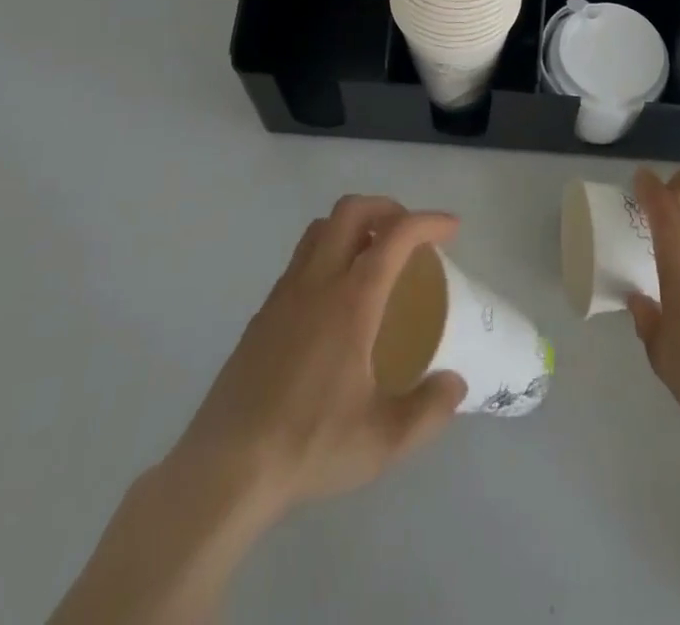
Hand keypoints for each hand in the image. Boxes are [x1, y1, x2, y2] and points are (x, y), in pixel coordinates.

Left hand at [50, 197, 464, 624]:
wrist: (224, 472)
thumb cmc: (308, 446)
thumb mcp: (383, 440)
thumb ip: (429, 410)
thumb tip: (455, 384)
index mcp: (351, 300)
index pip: (396, 236)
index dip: (428, 222)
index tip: (452, 230)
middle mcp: (316, 283)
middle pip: (351, 211)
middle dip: (387, 208)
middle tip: (410, 234)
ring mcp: (283, 295)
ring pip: (320, 230)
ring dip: (353, 226)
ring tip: (375, 257)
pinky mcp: (261, 316)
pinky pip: (300, 260)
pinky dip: (328, 254)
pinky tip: (336, 300)